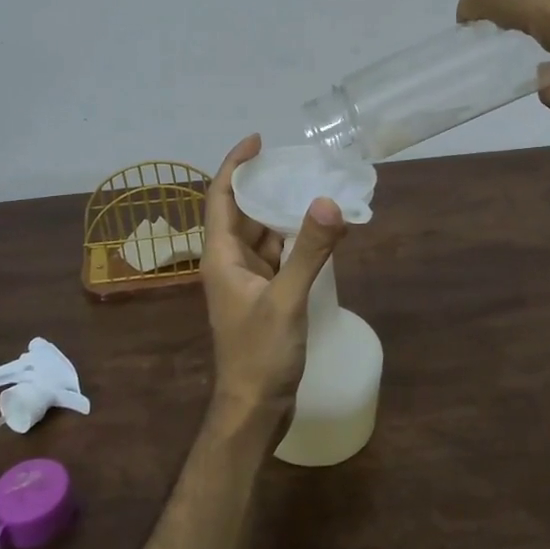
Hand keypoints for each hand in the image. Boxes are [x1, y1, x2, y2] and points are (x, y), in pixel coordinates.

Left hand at [200, 135, 346, 430]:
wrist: (255, 408)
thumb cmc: (260, 354)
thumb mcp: (286, 299)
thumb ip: (308, 251)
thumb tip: (327, 201)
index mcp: (221, 256)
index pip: (221, 197)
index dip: (235, 165)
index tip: (258, 140)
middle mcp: (230, 262)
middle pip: (244, 212)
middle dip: (266, 185)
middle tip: (300, 162)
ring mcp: (247, 281)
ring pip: (264, 235)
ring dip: (284, 213)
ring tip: (316, 188)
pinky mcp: (265, 296)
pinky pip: (279, 257)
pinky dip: (296, 242)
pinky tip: (322, 233)